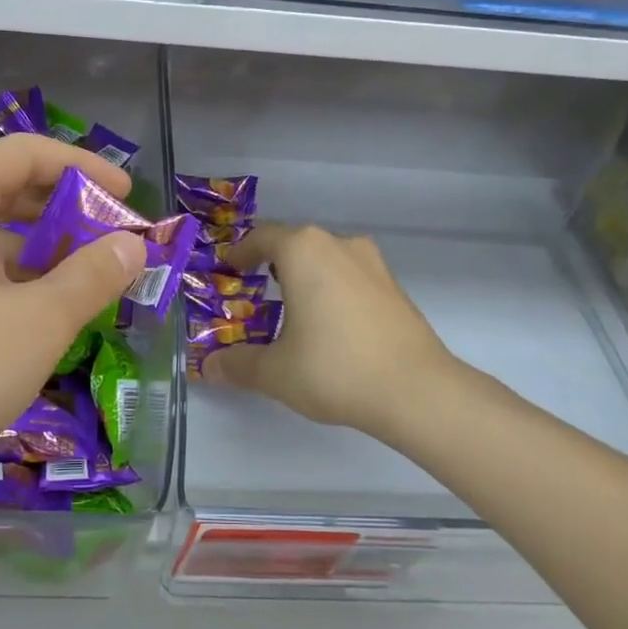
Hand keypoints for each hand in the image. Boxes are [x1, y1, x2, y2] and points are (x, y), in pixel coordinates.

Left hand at [0, 135, 144, 484]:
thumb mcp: (40, 321)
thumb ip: (93, 275)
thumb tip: (132, 244)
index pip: (29, 153)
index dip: (85, 167)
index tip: (128, 197)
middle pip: (5, 188)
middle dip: (64, 211)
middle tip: (110, 242)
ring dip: (36, 250)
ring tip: (80, 284)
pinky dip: (3, 277)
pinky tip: (30, 318)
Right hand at [204, 223, 460, 440]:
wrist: (417, 391)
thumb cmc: (334, 368)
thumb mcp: (275, 372)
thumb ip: (238, 364)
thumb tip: (210, 367)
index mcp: (303, 250)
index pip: (262, 237)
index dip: (241, 252)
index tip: (228, 268)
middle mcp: (338, 244)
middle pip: (296, 243)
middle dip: (272, 263)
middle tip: (256, 289)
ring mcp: (372, 263)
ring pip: (327, 257)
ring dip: (306, 274)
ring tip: (293, 306)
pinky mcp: (395, 286)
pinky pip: (351, 276)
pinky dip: (333, 288)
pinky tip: (331, 323)